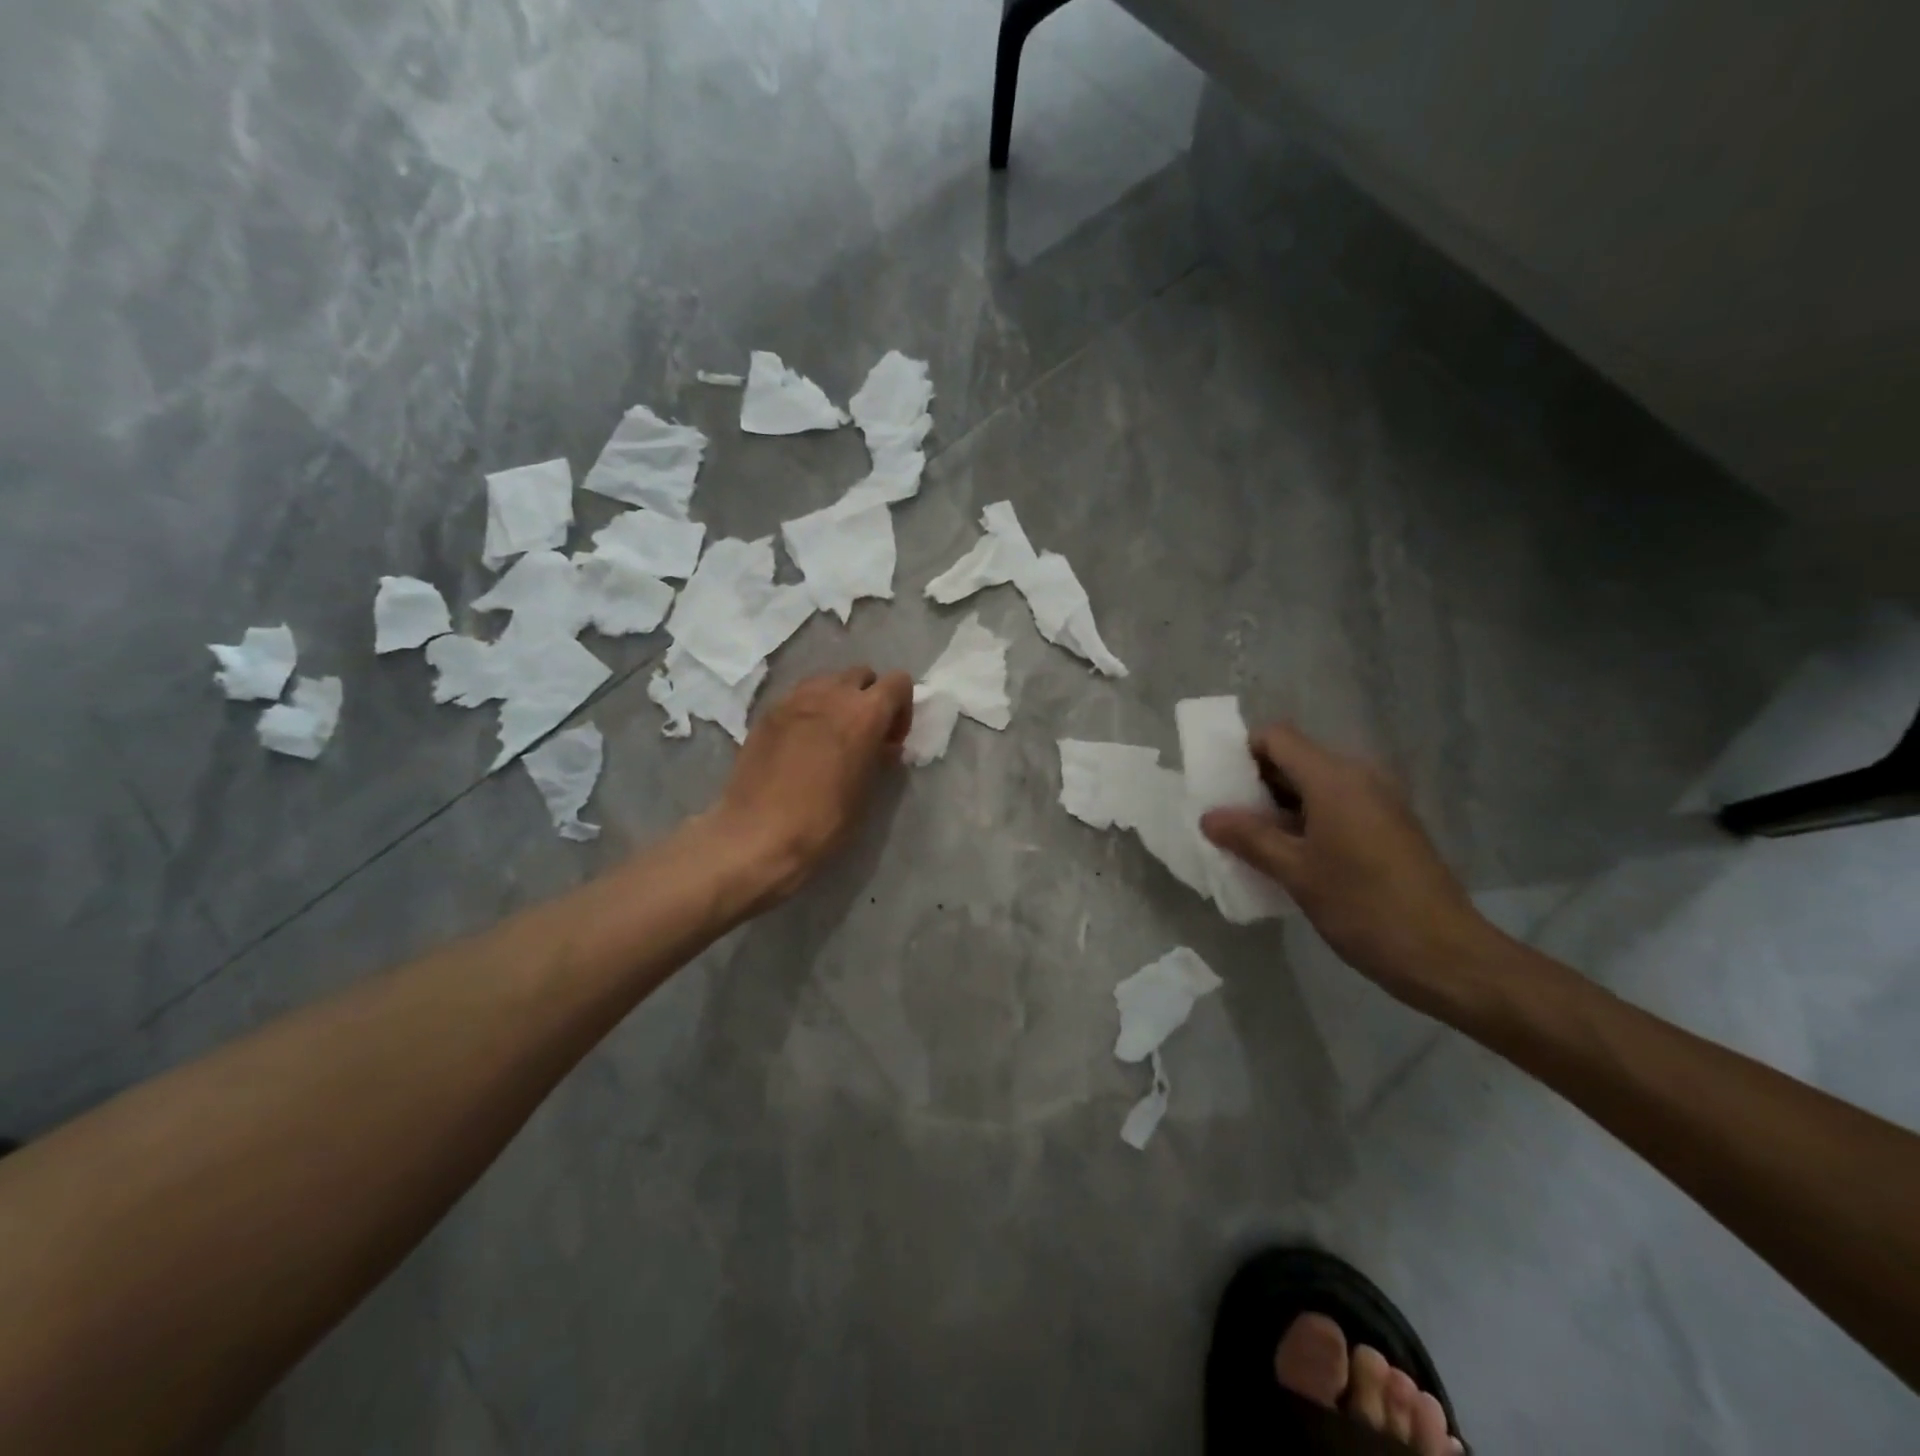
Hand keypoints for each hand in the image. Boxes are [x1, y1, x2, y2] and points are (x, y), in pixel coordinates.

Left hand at [705, 667, 912, 906]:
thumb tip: (884, 745)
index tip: (891, 739)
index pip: (898, 682)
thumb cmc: (823, 819)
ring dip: (837, 699)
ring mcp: (794, 699)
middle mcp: (831, 694)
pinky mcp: (767, 712)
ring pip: (827, 680)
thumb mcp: (865, 791)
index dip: (902, 708)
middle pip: (861, 675)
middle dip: (869, 697)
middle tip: (863, 734)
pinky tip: (801, 743)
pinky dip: (808, 710)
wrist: (758, 833)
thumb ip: (879, 757)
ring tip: (830, 735)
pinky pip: (798, 697)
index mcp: (864, 713)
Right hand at [1200, 723, 1493, 1011]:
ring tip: (1252, 842)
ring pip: (1314, 785)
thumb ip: (1249, 838)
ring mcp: (1378, 801)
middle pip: (1295, 758)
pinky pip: (1336, 805)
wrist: (1446, 955)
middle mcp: (1359, 777)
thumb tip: (1209, 816)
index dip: (1243, 754)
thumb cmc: (1364, 907)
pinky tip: (1290, 857)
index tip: (1220, 789)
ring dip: (1280, 806)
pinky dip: (1306, 820)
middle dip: (1257, 783)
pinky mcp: (1389, 826)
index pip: (1276, 737)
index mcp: (1334, 778)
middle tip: (1227, 819)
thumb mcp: (1296, 873)